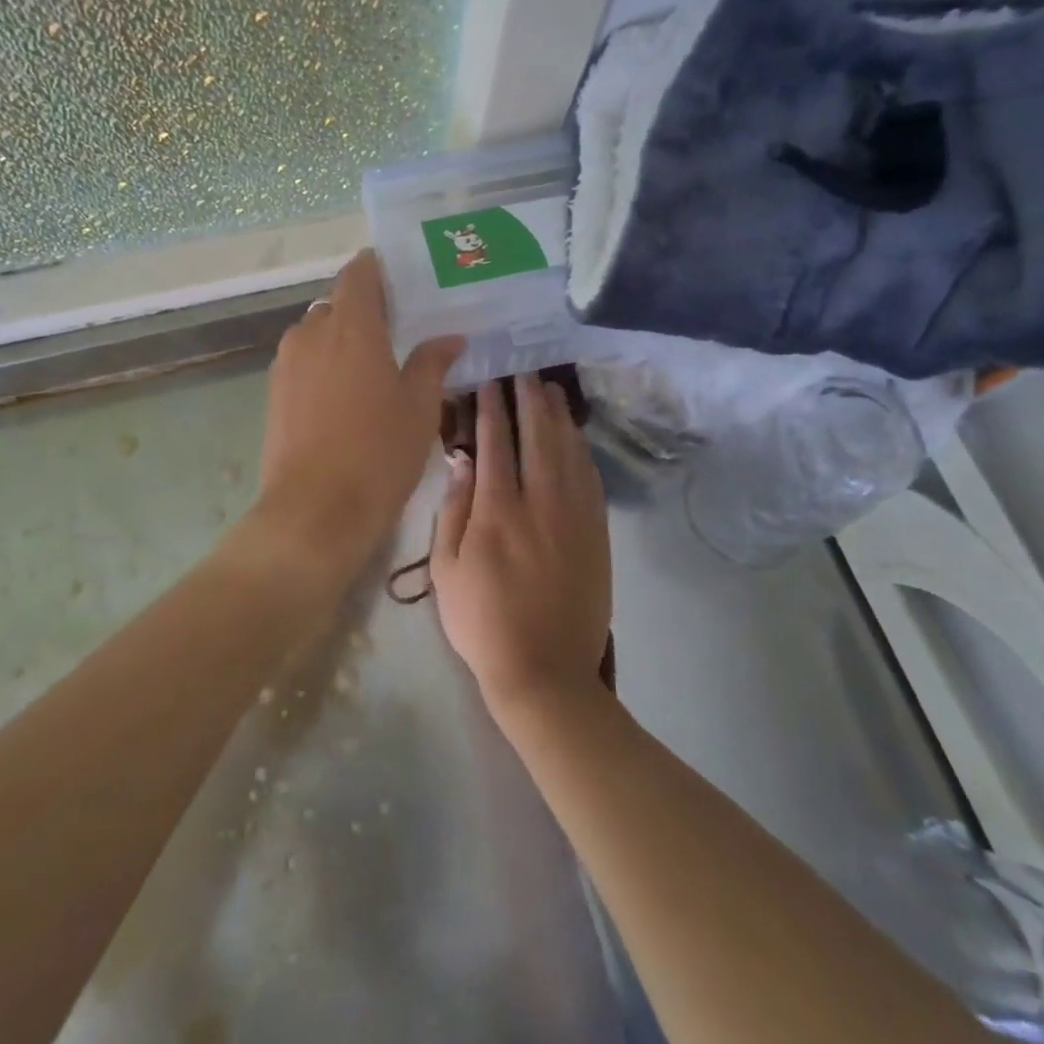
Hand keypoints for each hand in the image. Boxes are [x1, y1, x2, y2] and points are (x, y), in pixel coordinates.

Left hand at [251, 249, 463, 574]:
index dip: (378, 268)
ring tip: (373, 367)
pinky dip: (324, 365)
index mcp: (351, 326)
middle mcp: (311, 332)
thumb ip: (432, 363)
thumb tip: (449, 338)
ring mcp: (287, 363)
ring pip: (317, 333)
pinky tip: (345, 396)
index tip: (403, 279)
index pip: (359, 272)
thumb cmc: (378, 453)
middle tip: (399, 332)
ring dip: (343, 340)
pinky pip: (303, 361)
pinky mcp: (274, 392)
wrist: (315, 510)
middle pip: (338, 303)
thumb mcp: (419, 408)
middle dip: (365, 310)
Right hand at [431, 374, 611, 719]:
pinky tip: (575, 438)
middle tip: (525, 372)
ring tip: (551, 391)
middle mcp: (540, 502)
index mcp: (497, 510)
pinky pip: (591, 479)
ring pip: (569, 452)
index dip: (492, 407)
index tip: (490, 381)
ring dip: (559, 417)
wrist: (545, 671)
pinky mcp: (597, 534)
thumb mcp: (446, 570)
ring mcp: (574, 517)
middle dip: (530, 399)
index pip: (495, 442)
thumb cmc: (482, 622)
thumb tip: (460, 460)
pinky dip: (581, 451)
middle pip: (538, 436)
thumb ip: (453, 509)